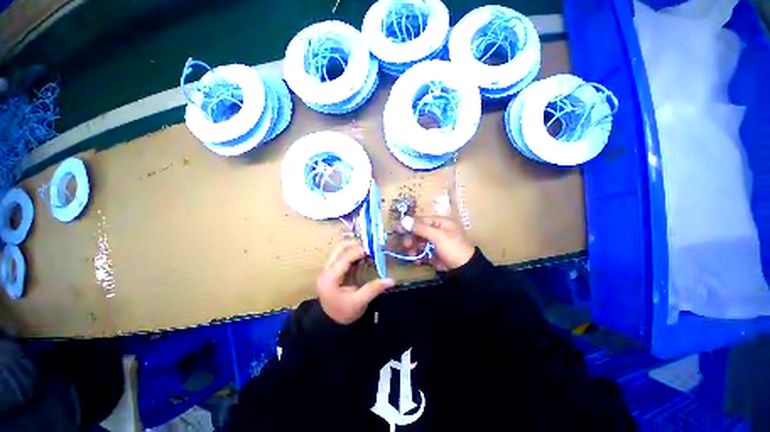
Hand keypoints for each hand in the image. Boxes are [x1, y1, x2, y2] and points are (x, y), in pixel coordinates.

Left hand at [317, 240, 394, 324]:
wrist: (331, 322)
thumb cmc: (344, 313)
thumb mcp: (359, 303)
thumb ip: (373, 289)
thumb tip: (391, 280)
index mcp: (330, 278)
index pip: (344, 258)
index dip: (358, 251)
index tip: (371, 248)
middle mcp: (326, 270)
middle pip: (339, 249)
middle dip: (355, 245)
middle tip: (370, 246)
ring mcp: (327, 269)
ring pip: (339, 250)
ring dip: (353, 247)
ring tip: (367, 249)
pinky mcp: (331, 269)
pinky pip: (341, 254)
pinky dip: (352, 252)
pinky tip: (362, 255)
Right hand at [400, 216, 474, 270]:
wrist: (465, 269)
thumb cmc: (453, 247)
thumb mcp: (437, 236)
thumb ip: (420, 228)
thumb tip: (404, 220)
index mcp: (440, 222)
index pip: (421, 220)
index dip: (409, 224)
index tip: (397, 229)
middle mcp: (437, 230)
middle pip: (419, 231)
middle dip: (411, 238)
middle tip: (406, 245)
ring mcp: (435, 242)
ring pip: (419, 241)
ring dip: (413, 247)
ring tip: (411, 254)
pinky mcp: (434, 252)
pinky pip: (422, 250)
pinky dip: (418, 254)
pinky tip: (416, 259)